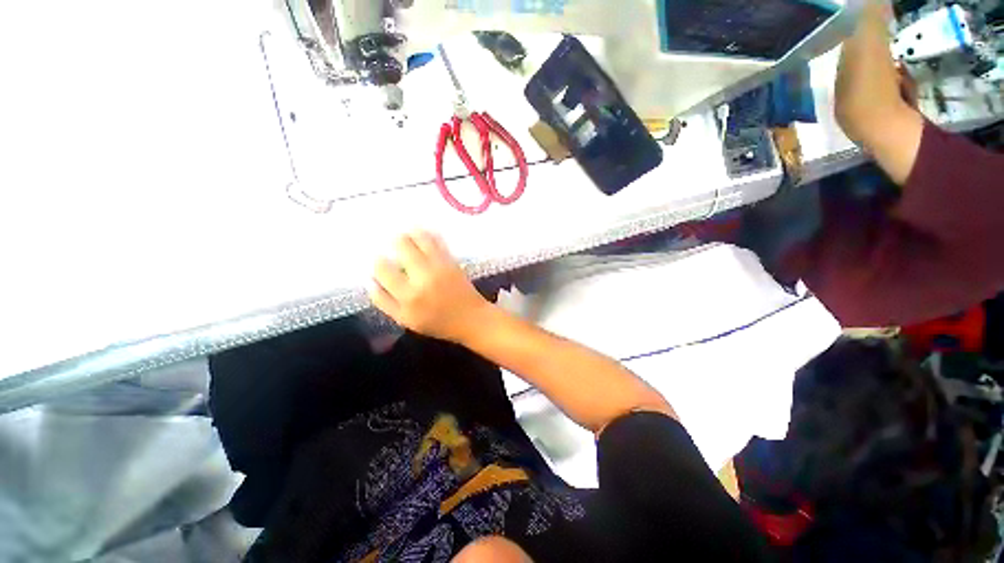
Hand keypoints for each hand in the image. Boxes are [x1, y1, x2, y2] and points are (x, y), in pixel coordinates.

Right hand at [369, 232, 491, 343]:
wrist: (471, 318)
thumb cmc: (437, 322)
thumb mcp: (406, 320)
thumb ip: (385, 301)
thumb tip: (370, 280)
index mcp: (408, 297)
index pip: (383, 270)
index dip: (378, 262)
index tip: (379, 260)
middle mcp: (422, 278)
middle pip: (402, 247)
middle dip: (395, 241)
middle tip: (393, 243)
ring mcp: (439, 267)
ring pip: (420, 239)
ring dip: (410, 233)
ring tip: (407, 233)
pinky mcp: (452, 261)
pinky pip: (438, 241)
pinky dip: (428, 234)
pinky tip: (422, 232)